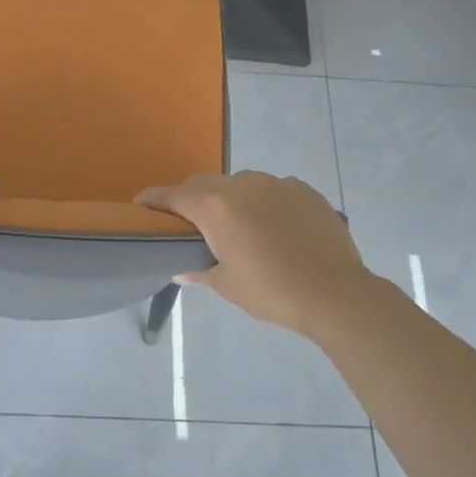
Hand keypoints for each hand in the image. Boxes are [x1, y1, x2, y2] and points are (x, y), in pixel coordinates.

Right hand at [136, 171, 378, 337]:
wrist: (335, 293)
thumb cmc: (270, 291)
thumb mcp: (227, 284)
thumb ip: (199, 270)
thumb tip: (181, 270)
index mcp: (215, 207)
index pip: (173, 195)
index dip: (153, 200)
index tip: (140, 205)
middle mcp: (242, 185)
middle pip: (204, 184)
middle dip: (191, 199)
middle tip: (188, 224)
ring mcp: (276, 183)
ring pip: (240, 183)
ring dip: (229, 199)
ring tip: (235, 226)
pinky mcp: (304, 190)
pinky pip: (272, 189)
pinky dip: (263, 202)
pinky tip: (272, 227)